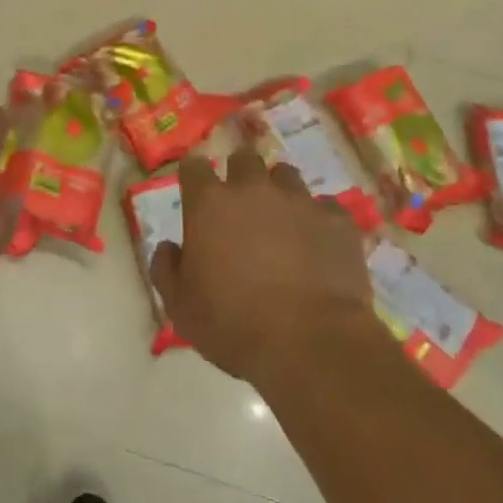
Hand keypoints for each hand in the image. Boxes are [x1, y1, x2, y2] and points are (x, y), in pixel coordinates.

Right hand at [150, 147, 377, 388]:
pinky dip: (319, 221)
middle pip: (243, 159)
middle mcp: (253, 188)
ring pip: (286, 175)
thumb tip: (168, 247)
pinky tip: (319, 245)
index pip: (193, 166)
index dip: (194, 178)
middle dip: (240, 176)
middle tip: (242, 207)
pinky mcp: (337, 219)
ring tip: (283, 222)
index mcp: (209, 204)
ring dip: (280, 192)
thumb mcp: (181, 308)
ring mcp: (299, 200)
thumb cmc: (234, 326)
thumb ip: (166, 269)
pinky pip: (325, 207)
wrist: (310, 344)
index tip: (197, 194)